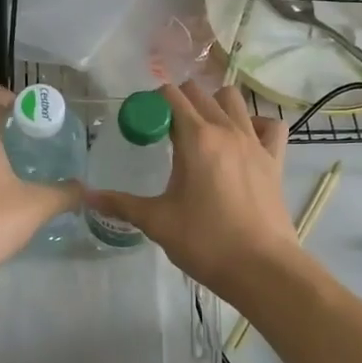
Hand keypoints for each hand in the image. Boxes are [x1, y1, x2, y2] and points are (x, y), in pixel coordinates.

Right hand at [85, 82, 301, 295]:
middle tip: (165, 127)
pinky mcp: (275, 159)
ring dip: (215, 104)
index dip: (153, 102)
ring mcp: (255, 142)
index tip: (143, 121)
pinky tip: (244, 139)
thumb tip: (86, 197)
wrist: (261, 268)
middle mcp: (226, 130)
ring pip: (234, 100)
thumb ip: (121, 204)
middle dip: (179, 101)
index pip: (171, 97)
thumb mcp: (157, 221)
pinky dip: (256, 124)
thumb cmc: (205, 242)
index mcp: (196, 138)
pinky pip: (269, 125)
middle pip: (200, 93)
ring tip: (202, 129)